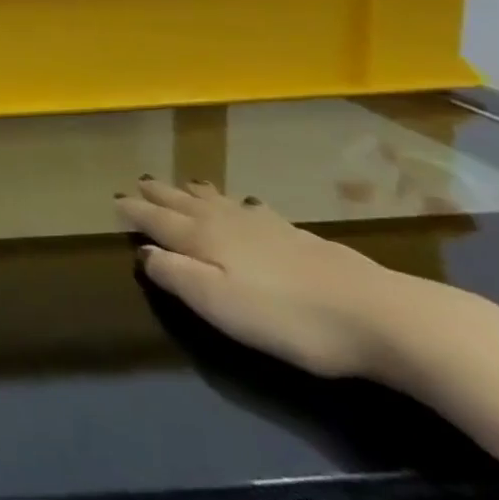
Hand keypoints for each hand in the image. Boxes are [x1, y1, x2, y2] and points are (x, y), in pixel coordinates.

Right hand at [114, 177, 452, 381]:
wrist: (383, 316)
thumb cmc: (288, 317)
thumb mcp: (219, 304)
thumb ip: (176, 276)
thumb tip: (144, 252)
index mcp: (204, 239)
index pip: (159, 221)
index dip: (136, 212)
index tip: (115, 201)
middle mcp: (229, 224)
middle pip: (187, 204)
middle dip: (161, 194)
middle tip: (141, 182)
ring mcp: (268, 227)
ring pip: (220, 202)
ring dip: (196, 193)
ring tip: (184, 184)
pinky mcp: (302, 238)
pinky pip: (255, 210)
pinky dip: (239, 203)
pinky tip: (249, 205)